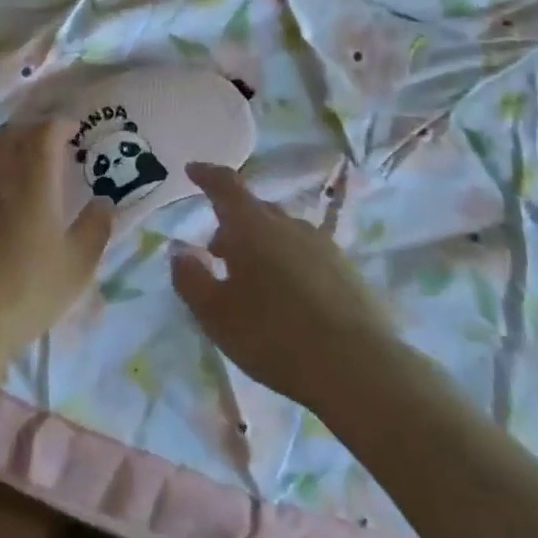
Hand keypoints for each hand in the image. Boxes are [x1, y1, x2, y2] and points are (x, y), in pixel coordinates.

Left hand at [0, 118, 113, 366]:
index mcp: (32, 177)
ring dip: (0, 147)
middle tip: (46, 148)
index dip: (59, 125)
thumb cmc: (21, 294)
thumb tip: (104, 202)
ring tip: (11, 165)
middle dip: (31, 133)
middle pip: (11, 134)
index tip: (71, 131)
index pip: (45, 131)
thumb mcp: (74, 269)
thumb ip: (94, 230)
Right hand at [173, 163, 389, 411]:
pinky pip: (307, 255)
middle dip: (233, 223)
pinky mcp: (348, 272)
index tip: (193, 170)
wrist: (357, 368)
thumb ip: (190, 278)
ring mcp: (323, 247)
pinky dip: (288, 264)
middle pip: (256, 211)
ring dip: (262, 246)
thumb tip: (180, 251)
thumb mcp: (215, 314)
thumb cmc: (272, 335)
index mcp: (252, 226)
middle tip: (216, 250)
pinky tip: (288, 298)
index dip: (207, 176)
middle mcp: (289, 226)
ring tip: (251, 279)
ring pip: (283, 234)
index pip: (226, 186)